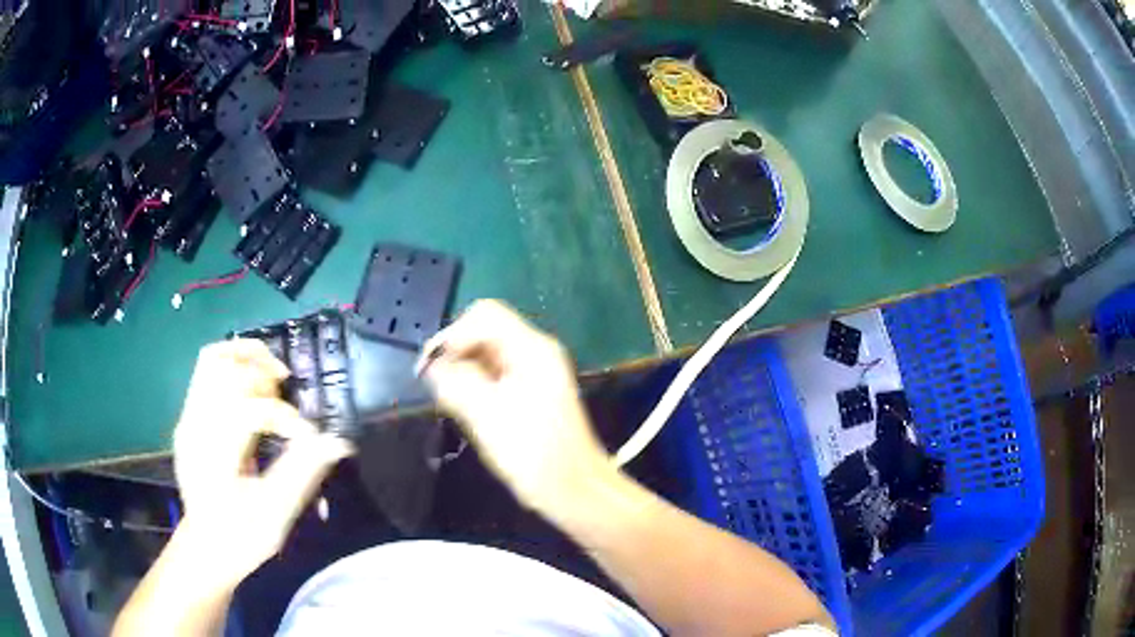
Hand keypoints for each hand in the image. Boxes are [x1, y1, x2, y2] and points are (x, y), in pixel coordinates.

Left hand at [173, 340, 352, 583]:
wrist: (205, 548)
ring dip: (246, 358)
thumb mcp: (276, 513)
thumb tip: (337, 441)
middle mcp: (195, 426)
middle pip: (223, 366)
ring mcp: (188, 418)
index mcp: (214, 453)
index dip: (286, 418)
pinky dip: (234, 368)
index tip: (308, 438)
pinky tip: (254, 387)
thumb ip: (303, 472)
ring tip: (272, 376)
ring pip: (212, 360)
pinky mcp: (189, 418)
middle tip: (286, 389)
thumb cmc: (242, 536)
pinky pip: (207, 373)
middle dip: (262, 372)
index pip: (250, 409)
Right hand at [420, 300, 612, 512]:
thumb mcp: (485, 414)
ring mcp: (537, 373)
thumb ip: (455, 381)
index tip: (433, 368)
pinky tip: (469, 412)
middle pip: (485, 332)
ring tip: (452, 404)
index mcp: (531, 349)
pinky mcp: (533, 394)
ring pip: (488, 356)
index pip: (484, 315)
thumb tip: (432, 364)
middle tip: (438, 388)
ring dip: (465, 373)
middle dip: (457, 354)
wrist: (573, 490)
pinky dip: (477, 387)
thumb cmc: (532, 454)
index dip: (453, 335)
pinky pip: (496, 376)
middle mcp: (536, 352)